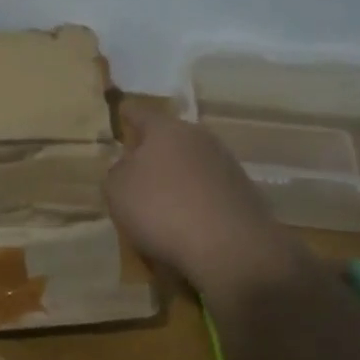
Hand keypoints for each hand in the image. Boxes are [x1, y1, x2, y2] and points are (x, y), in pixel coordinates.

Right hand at [106, 101, 306, 293]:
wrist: (230, 247)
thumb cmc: (162, 209)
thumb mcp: (117, 191)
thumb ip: (117, 172)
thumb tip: (128, 167)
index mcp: (166, 129)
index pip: (140, 113)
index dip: (127, 114)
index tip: (122, 112)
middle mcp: (199, 138)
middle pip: (170, 138)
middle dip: (154, 149)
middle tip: (136, 167)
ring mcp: (226, 164)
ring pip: (191, 163)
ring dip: (177, 176)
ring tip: (161, 201)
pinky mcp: (243, 192)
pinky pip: (208, 189)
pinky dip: (195, 199)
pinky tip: (186, 221)